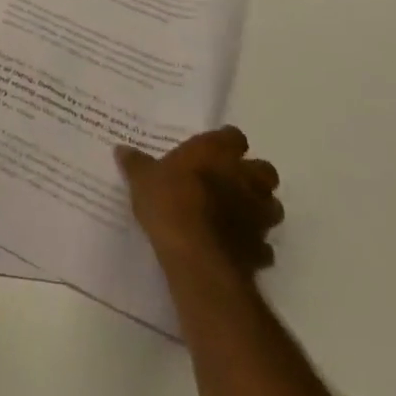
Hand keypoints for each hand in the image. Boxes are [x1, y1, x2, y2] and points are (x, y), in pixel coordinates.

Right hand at [117, 126, 282, 279]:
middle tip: (230, 180)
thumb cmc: (169, 204)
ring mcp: (258, 216)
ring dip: (259, 208)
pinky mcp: (261, 250)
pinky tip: (236, 246)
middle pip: (265, 170)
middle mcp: (243, 179)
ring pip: (272, 206)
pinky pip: (264, 245)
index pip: (233, 136)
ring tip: (237, 213)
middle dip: (253, 175)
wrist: (197, 258)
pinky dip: (254, 244)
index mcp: (216, 153)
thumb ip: (136, 163)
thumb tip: (122, 150)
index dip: (225, 142)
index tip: (212, 149)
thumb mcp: (142, 178)